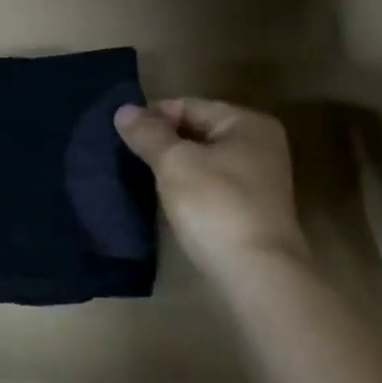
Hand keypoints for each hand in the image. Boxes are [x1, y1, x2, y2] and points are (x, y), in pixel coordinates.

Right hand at [113, 98, 308, 284]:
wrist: (257, 276)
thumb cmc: (216, 206)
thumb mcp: (174, 163)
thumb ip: (148, 133)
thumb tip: (123, 110)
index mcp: (248, 123)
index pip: (189, 105)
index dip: (153, 116)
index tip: (122, 134)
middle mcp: (259, 145)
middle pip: (198, 131)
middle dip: (163, 141)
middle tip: (125, 155)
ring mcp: (259, 181)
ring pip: (203, 160)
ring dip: (174, 166)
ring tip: (140, 176)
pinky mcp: (251, 211)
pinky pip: (211, 186)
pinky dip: (188, 188)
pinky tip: (166, 199)